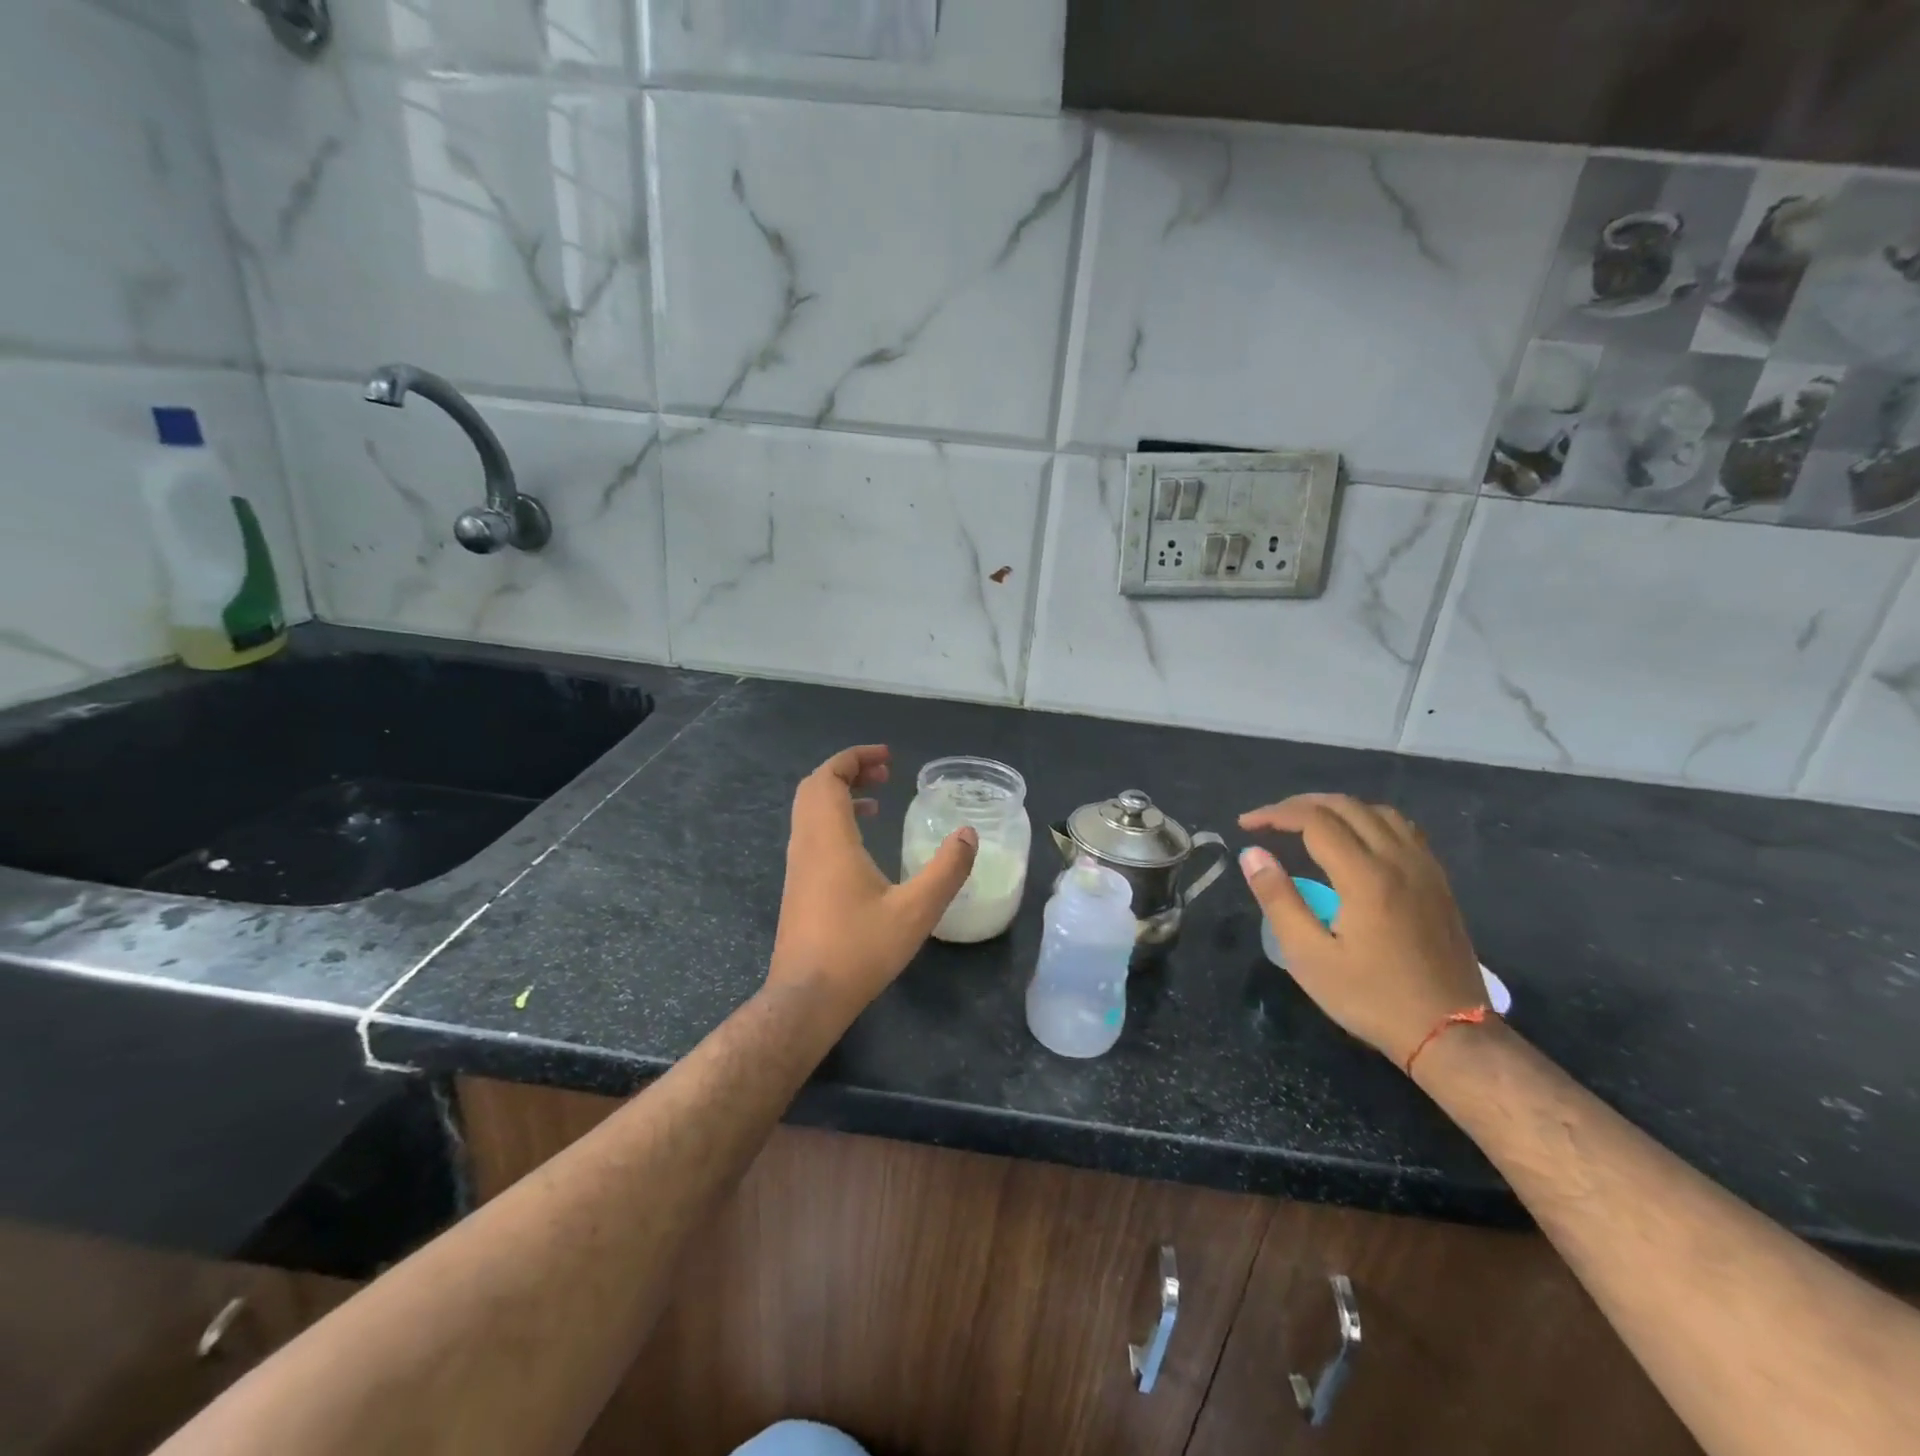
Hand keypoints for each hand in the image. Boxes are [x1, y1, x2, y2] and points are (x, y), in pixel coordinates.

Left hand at [768, 745, 978, 1017]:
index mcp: (829, 839)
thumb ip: (946, 870)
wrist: (806, 999)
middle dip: (848, 771)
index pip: (828, 777)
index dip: (855, 758)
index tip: (888, 757)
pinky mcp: (797, 886)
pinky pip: (811, 834)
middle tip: (885, 773)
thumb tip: (967, 834)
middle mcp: (806, 845)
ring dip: (840, 796)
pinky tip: (863, 846)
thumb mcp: (916, 911)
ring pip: (810, 812)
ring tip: (878, 802)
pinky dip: (834, 821)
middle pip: (814, 788)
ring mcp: (797, 866)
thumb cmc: (859, 950)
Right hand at [1238, 794, 1483, 1068]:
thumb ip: (1278, 899)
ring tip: (1307, 824)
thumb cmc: (1371, 997)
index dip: (1275, 814)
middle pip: (1347, 806)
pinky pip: (1402, 830)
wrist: (1450, 1032)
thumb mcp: (1309, 956)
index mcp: (1366, 877)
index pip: (1315, 820)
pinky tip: (1355, 841)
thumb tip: (1252, 854)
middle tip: (1269, 821)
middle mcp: (1399, 861)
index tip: (1246, 826)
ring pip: (1378, 812)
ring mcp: (1425, 869)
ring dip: (1337, 808)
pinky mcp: (1438, 883)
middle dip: (1301, 805)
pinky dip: (1368, 821)